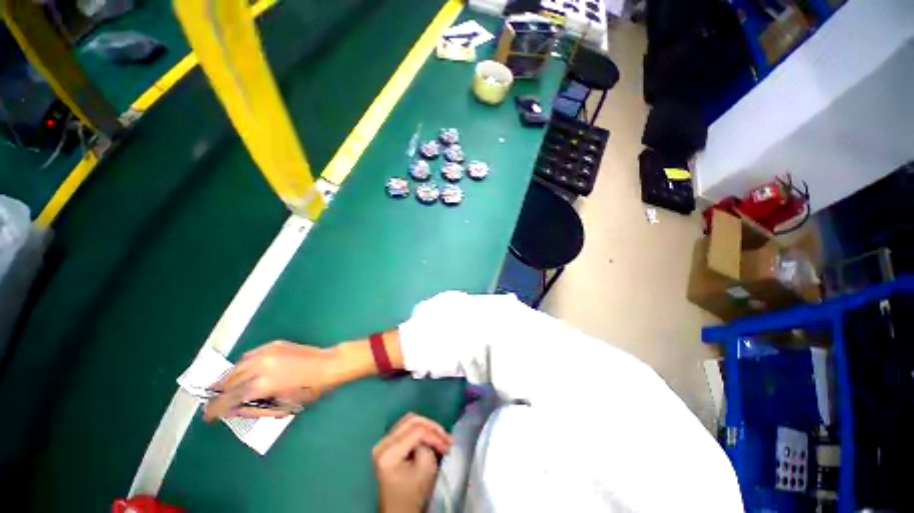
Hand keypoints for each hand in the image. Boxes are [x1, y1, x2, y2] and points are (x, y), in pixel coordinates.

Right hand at [203, 341, 341, 420]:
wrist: (329, 365)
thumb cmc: (310, 390)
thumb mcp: (282, 407)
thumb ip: (255, 409)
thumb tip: (235, 409)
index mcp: (261, 385)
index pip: (228, 399)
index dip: (214, 410)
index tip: (207, 417)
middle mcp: (259, 366)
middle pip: (228, 382)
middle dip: (218, 394)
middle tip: (214, 403)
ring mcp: (267, 352)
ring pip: (236, 366)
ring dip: (227, 378)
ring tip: (222, 388)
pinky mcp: (274, 344)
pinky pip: (250, 355)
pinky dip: (242, 365)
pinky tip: (242, 371)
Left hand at [373, 414, 451, 512]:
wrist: (398, 512)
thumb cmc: (412, 495)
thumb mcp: (425, 469)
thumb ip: (428, 445)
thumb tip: (431, 435)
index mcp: (388, 452)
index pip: (417, 431)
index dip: (435, 435)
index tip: (448, 445)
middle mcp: (382, 443)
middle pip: (411, 420)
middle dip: (431, 426)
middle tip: (446, 436)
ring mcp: (383, 442)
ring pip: (409, 421)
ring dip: (426, 426)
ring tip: (440, 437)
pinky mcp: (387, 444)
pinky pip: (405, 428)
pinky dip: (419, 430)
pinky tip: (430, 437)